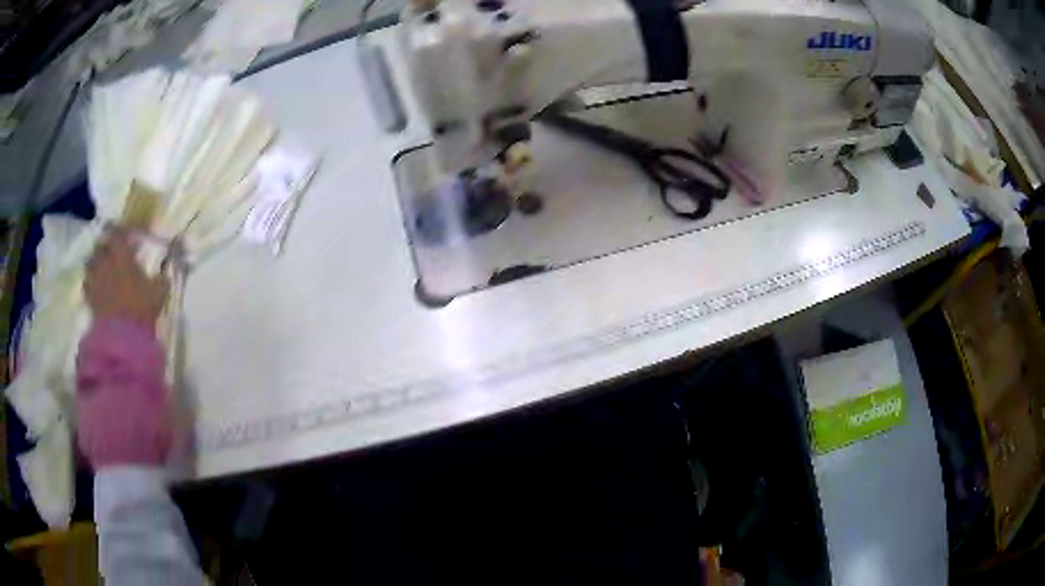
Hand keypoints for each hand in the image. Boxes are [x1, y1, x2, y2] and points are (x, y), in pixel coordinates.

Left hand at [85, 230, 167, 326]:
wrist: (123, 336)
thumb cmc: (141, 308)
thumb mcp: (158, 293)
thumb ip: (159, 280)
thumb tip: (163, 274)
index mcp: (122, 255)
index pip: (117, 234)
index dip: (119, 232)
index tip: (122, 233)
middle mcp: (106, 262)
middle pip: (100, 247)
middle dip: (104, 247)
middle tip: (110, 251)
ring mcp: (96, 279)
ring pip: (90, 263)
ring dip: (95, 263)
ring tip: (100, 268)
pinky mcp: (90, 298)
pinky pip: (87, 284)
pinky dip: (90, 282)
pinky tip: (95, 287)